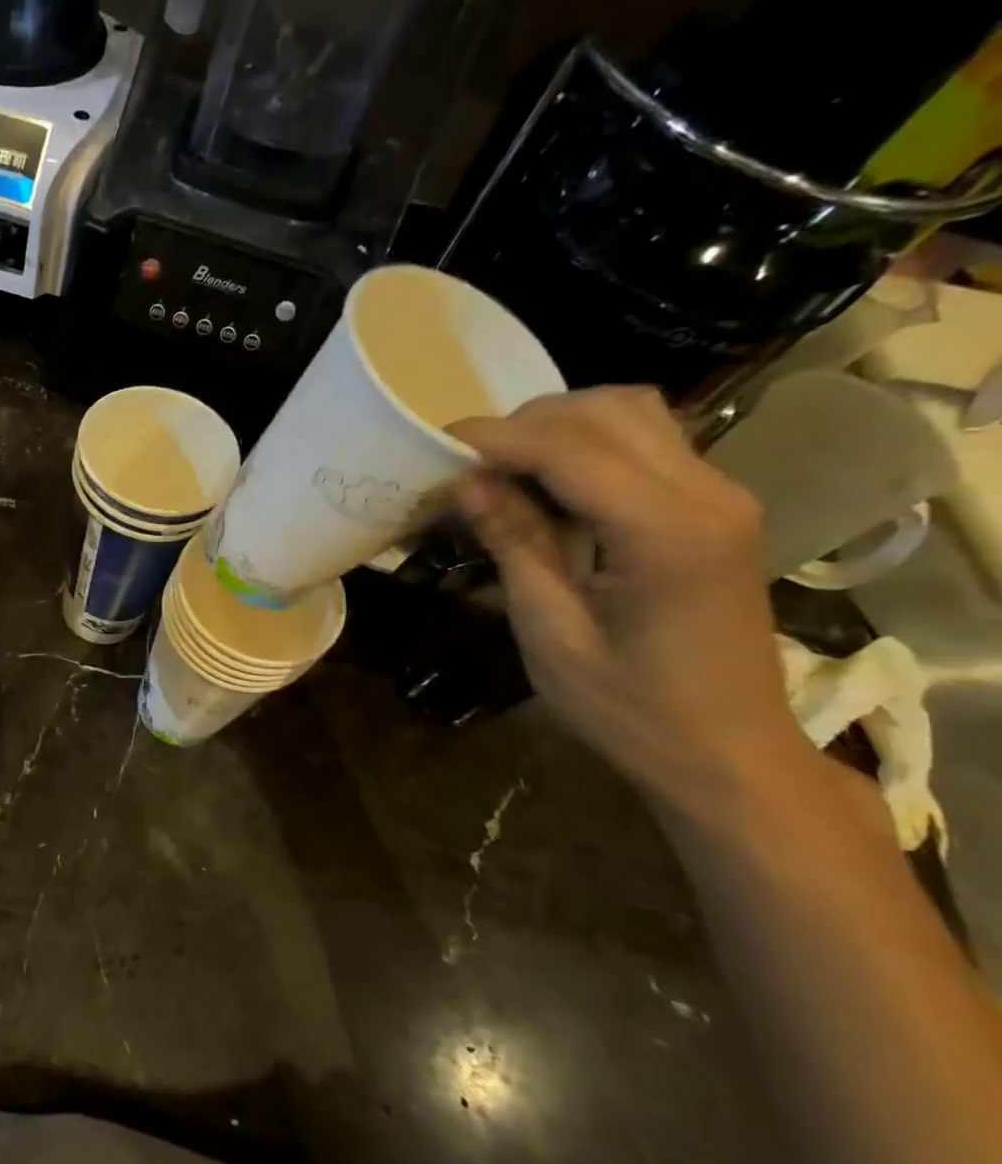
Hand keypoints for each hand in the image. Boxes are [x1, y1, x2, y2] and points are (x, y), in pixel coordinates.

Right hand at [451, 387, 805, 803]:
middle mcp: (708, 496)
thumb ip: (515, 544)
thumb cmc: (630, 708)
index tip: (436, 443)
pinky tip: (547, 483)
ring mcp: (721, 497)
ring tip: (504, 466)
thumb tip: (466, 481)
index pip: (572, 449)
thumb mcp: (551, 632)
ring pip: (635, 415)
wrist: (727, 752)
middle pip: (610, 411)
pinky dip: (587, 445)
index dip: (497, 438)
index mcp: (667, 534)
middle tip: (468, 461)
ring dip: (560, 426)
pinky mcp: (715, 509)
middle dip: (527, 422)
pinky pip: (648, 444)